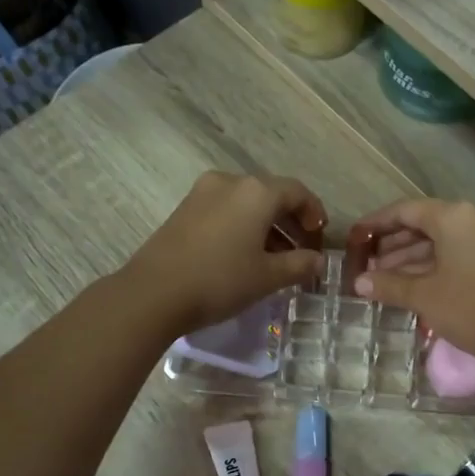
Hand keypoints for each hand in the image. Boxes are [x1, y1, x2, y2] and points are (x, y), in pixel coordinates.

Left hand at [126, 172, 326, 333]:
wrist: (153, 293)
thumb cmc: (220, 280)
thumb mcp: (268, 277)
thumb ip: (300, 265)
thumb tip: (318, 260)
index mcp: (256, 192)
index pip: (297, 192)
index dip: (314, 213)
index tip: (320, 237)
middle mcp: (230, 182)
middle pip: (271, 195)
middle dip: (291, 221)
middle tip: (302, 251)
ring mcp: (203, 193)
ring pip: (247, 203)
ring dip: (267, 226)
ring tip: (276, 259)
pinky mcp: (184, 209)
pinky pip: (225, 211)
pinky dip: (243, 226)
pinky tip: (245, 255)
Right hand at [350, 199, 474, 365]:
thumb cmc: (470, 308)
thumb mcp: (424, 296)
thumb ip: (389, 284)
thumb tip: (359, 282)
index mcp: (455, 217)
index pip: (406, 210)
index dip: (377, 223)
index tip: (357, 237)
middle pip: (426, 224)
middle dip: (395, 245)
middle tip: (369, 265)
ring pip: (444, 242)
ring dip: (414, 258)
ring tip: (386, 279)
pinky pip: (461, 254)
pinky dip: (437, 266)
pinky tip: (416, 285)